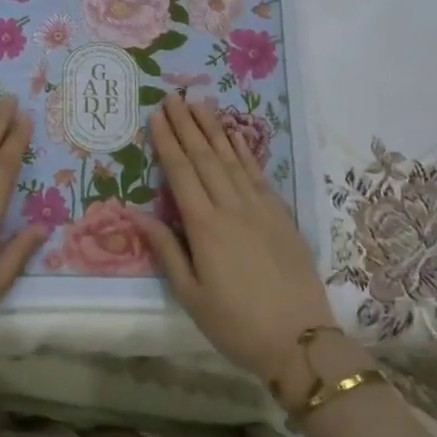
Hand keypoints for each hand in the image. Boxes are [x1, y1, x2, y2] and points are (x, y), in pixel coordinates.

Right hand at [131, 94, 336, 382]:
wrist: (300, 340)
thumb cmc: (235, 324)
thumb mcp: (191, 295)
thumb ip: (165, 250)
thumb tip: (136, 214)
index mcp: (204, 227)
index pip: (181, 172)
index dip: (168, 141)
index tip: (157, 115)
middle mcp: (231, 207)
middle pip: (205, 157)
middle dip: (187, 125)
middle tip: (174, 96)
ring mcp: (260, 208)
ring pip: (232, 159)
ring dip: (214, 129)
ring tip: (200, 103)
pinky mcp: (281, 215)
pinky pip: (258, 174)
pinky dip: (245, 151)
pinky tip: (235, 135)